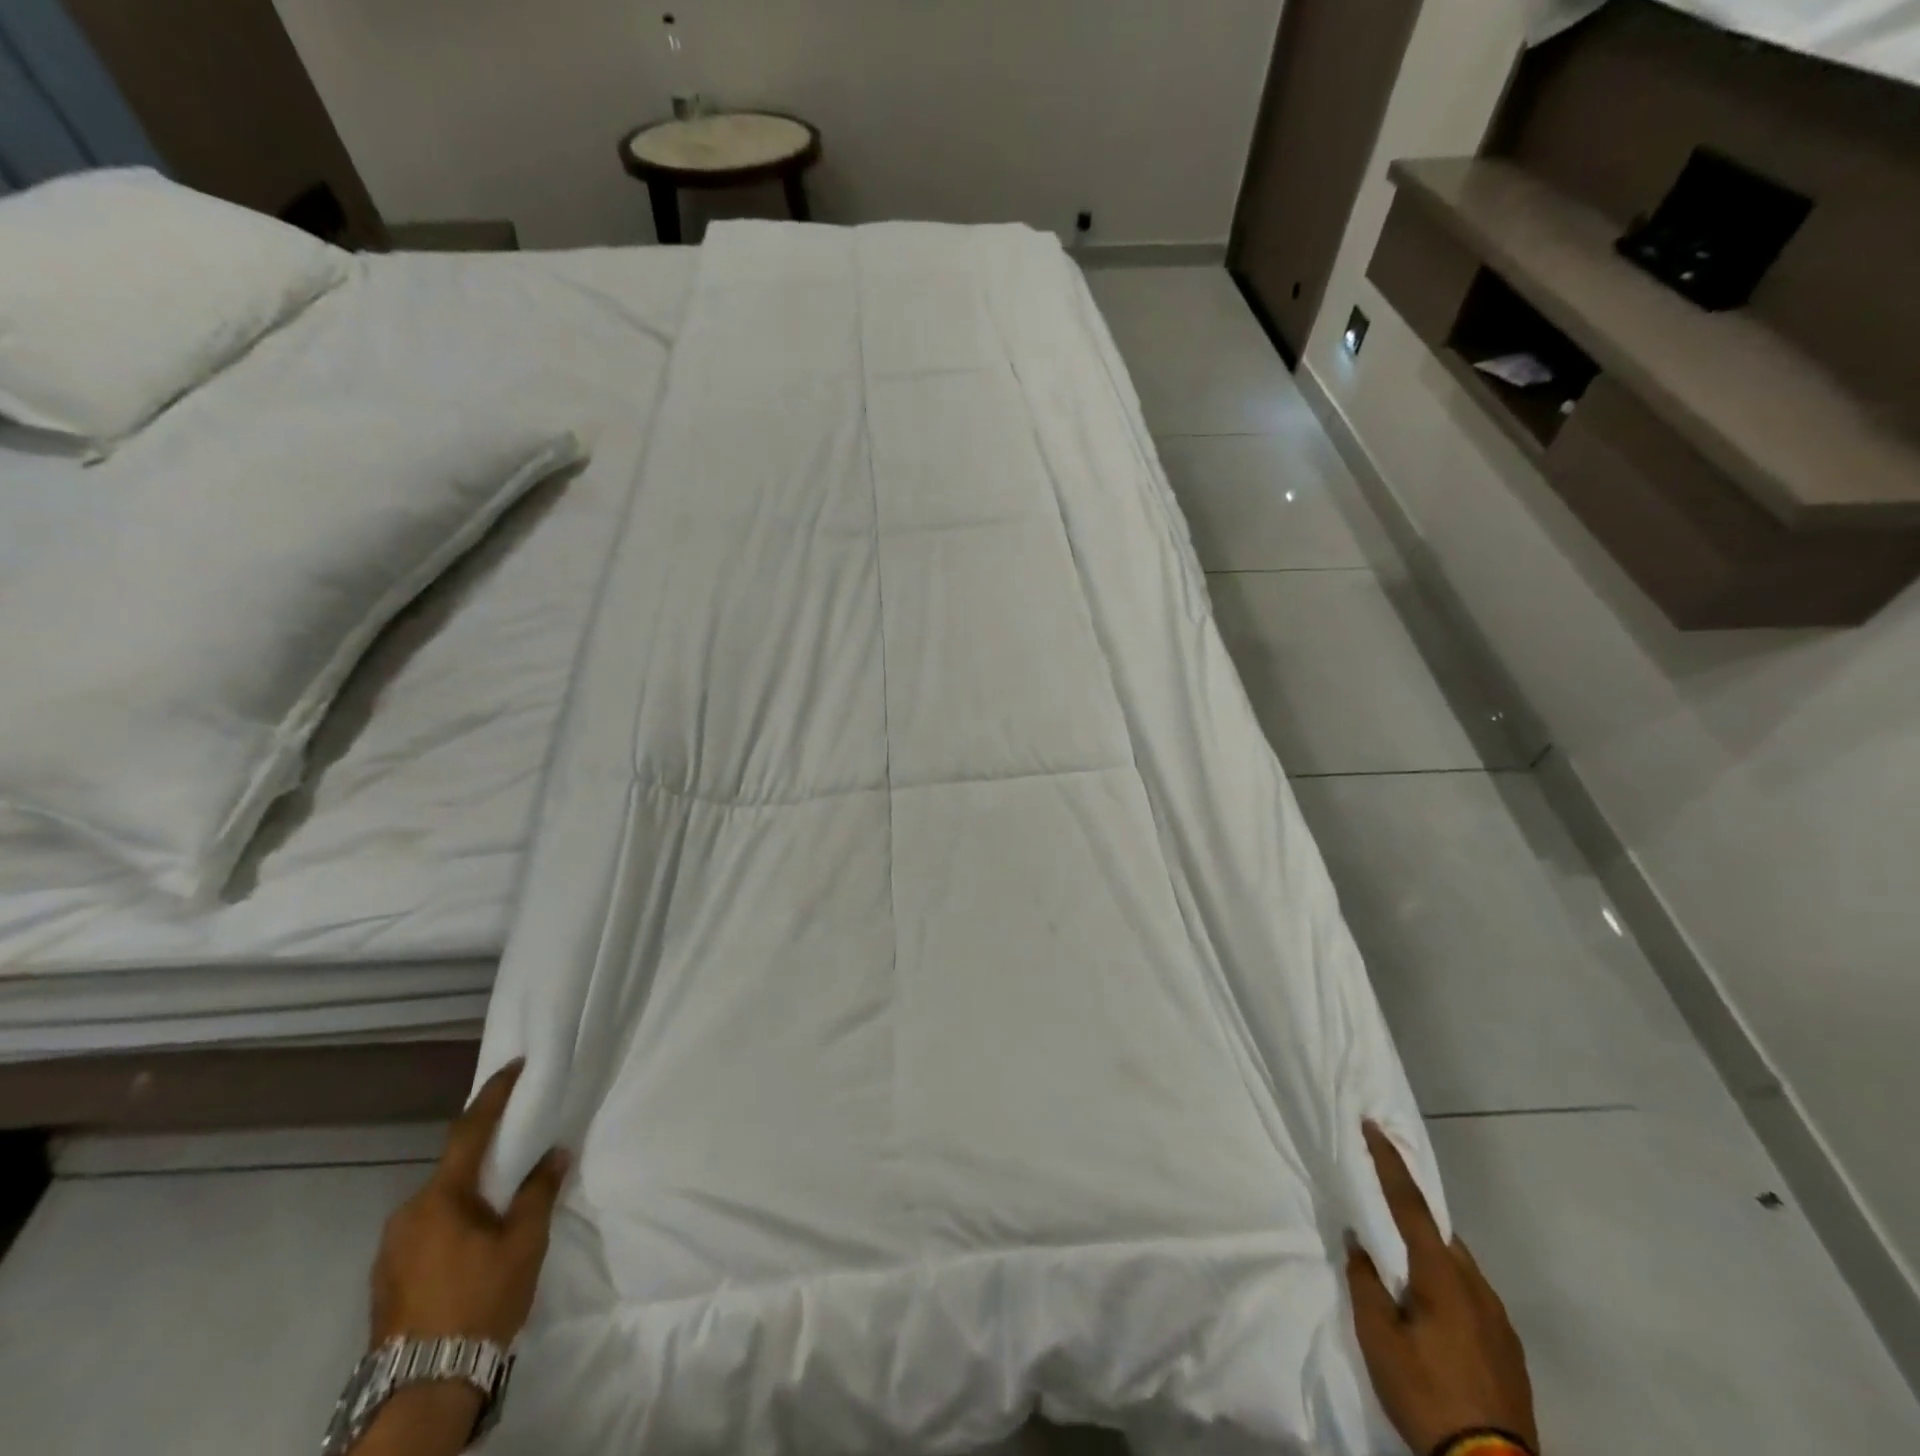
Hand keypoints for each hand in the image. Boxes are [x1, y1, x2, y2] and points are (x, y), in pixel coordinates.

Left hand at [369, 1060, 571, 1348]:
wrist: (425, 1389)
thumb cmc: (481, 1300)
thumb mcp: (524, 1243)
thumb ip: (539, 1191)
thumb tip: (554, 1153)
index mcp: (441, 1198)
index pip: (471, 1130)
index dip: (494, 1095)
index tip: (514, 1065)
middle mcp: (407, 1214)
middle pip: (452, 1170)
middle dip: (484, 1159)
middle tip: (518, 1157)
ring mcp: (390, 1250)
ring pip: (438, 1205)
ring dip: (467, 1198)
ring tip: (498, 1212)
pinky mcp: (385, 1280)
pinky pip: (425, 1232)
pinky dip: (451, 1226)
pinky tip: (471, 1248)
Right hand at [1346, 1122, 1538, 1455]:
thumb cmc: (1426, 1394)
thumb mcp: (1379, 1338)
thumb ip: (1365, 1282)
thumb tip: (1358, 1242)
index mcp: (1443, 1277)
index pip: (1409, 1204)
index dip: (1389, 1162)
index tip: (1374, 1127)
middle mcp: (1477, 1288)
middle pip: (1439, 1234)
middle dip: (1410, 1216)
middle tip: (1382, 1215)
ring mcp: (1500, 1321)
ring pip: (1458, 1267)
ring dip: (1429, 1256)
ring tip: (1403, 1274)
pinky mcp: (1510, 1351)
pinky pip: (1472, 1297)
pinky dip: (1448, 1287)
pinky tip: (1433, 1316)